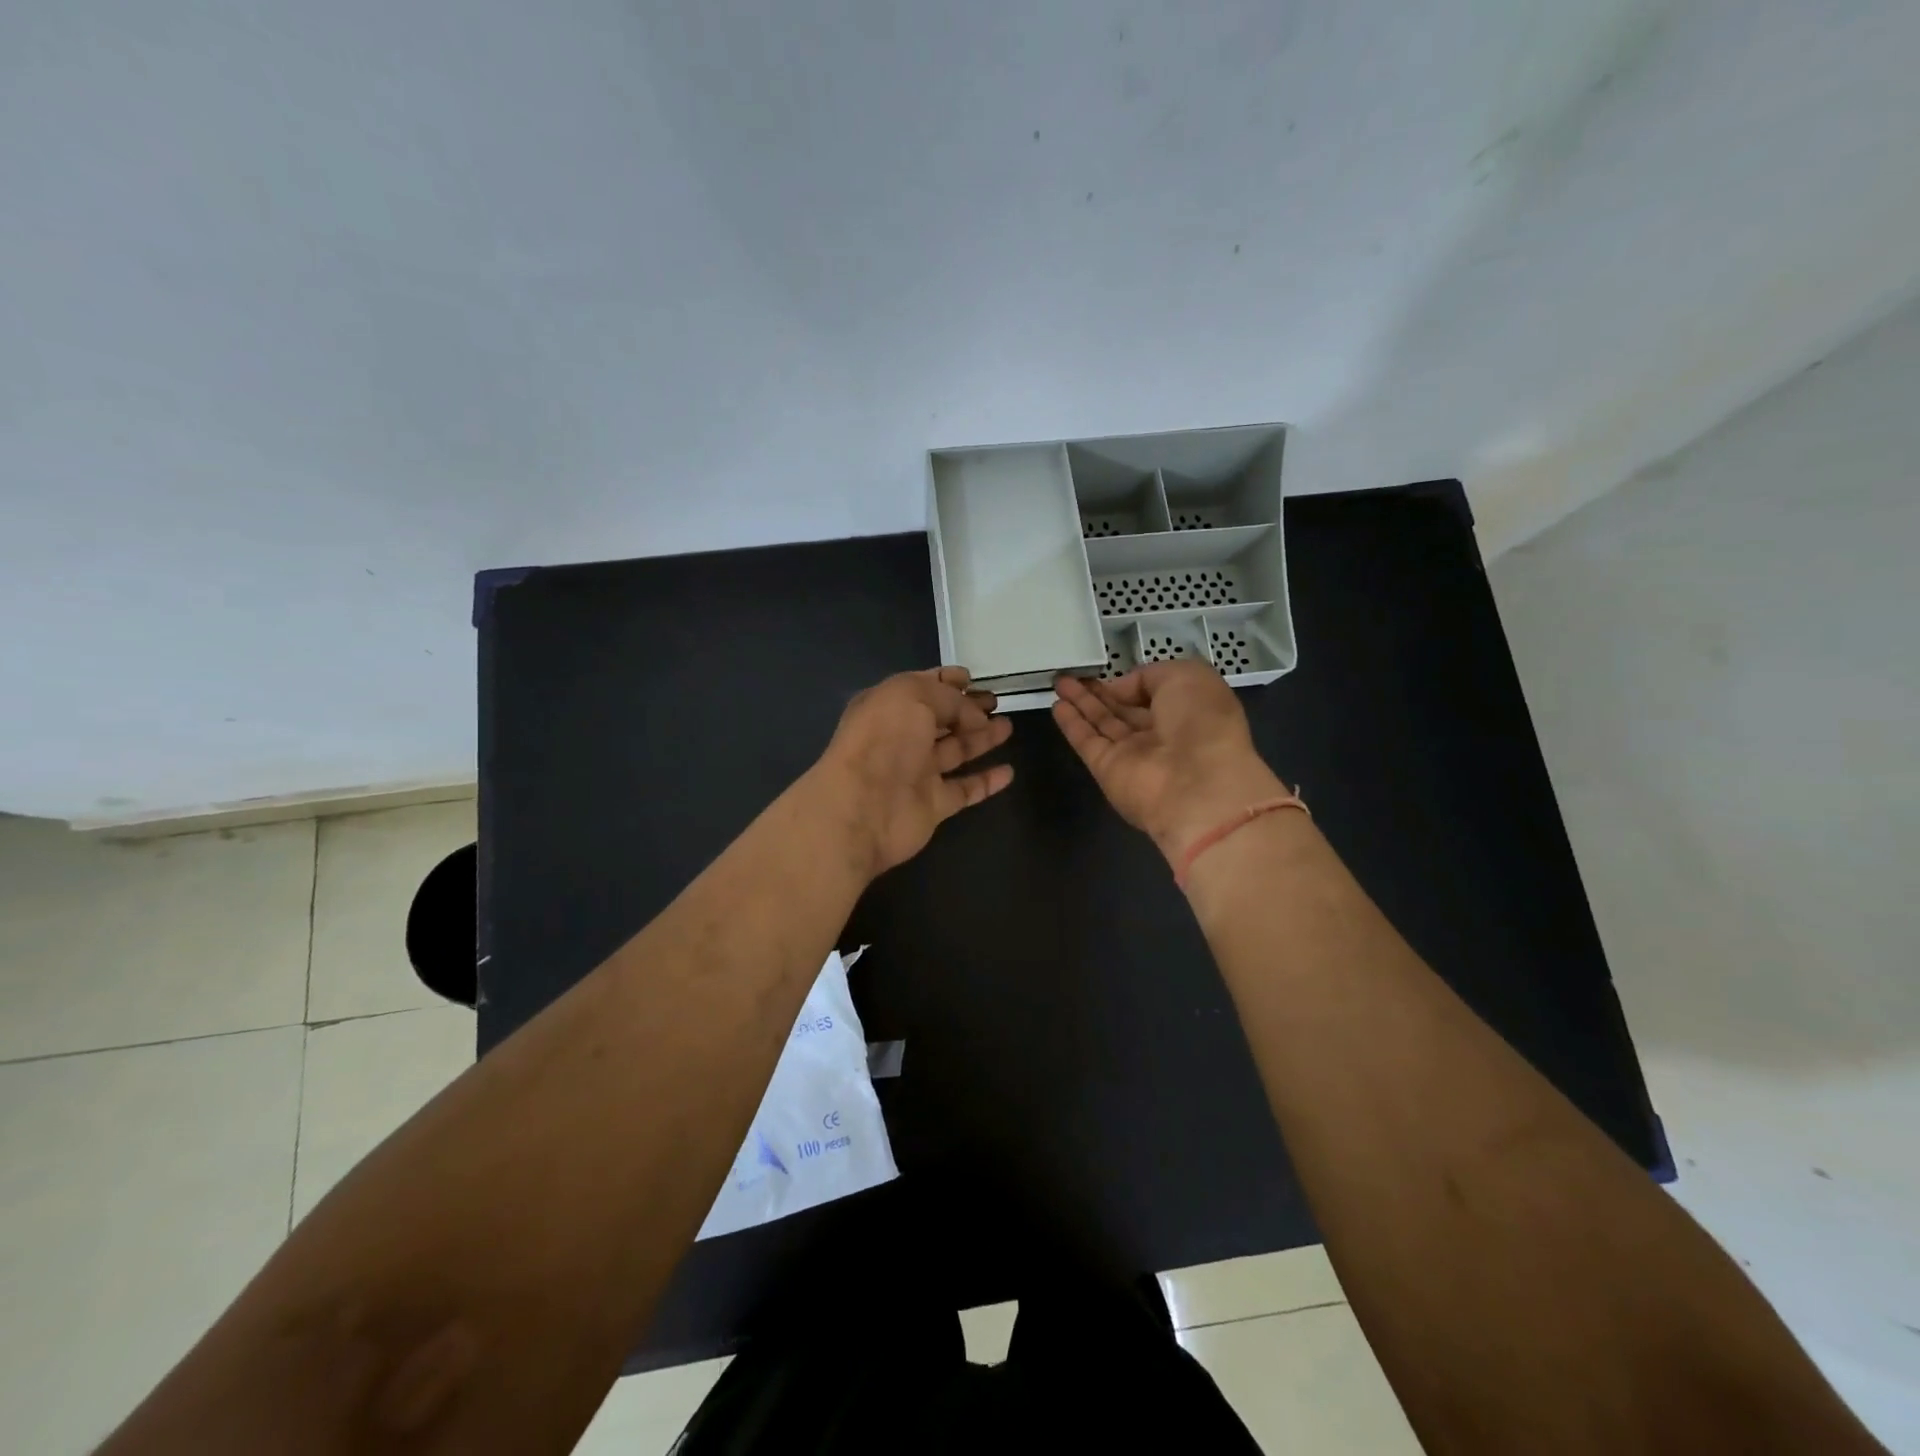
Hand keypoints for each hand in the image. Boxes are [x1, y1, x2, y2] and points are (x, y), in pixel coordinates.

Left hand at [812, 667, 1014, 877]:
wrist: (862, 808)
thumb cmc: (884, 740)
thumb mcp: (913, 696)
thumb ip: (948, 698)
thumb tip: (975, 714)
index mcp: (888, 706)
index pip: (922, 688)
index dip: (947, 682)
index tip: (973, 679)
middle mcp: (901, 738)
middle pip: (941, 719)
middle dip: (968, 709)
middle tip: (996, 702)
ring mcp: (917, 773)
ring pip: (955, 751)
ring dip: (981, 738)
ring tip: (1008, 727)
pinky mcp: (932, 805)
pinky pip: (964, 790)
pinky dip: (986, 781)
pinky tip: (1008, 772)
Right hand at [1053, 662, 1286, 866]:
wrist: (1197, 786)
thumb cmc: (1202, 723)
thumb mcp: (1186, 676)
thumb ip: (1150, 675)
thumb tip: (1121, 690)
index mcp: (1189, 711)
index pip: (1155, 693)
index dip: (1132, 682)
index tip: (1110, 671)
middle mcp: (1161, 734)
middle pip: (1124, 709)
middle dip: (1100, 692)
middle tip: (1073, 675)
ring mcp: (1133, 754)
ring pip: (1103, 723)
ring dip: (1081, 703)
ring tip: (1059, 683)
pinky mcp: (1108, 770)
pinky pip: (1087, 741)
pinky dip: (1072, 724)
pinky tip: (1057, 706)